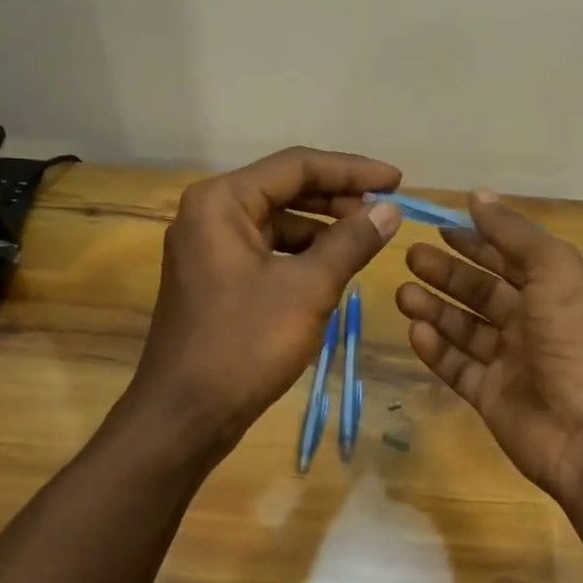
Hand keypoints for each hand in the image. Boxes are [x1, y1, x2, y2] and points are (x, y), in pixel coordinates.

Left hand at [125, 147, 403, 463]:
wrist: (184, 417)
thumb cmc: (244, 345)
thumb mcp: (308, 289)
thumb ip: (352, 241)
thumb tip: (390, 209)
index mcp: (222, 201)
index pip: (297, 165)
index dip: (352, 169)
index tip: (397, 180)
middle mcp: (210, 212)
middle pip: (285, 187)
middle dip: (339, 196)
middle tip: (386, 209)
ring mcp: (209, 246)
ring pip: (278, 219)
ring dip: (323, 226)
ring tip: (367, 238)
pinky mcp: (215, 276)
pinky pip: (267, 248)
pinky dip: (302, 252)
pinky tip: (334, 266)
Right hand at [394, 190, 582, 501]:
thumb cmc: (575, 340)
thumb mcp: (553, 271)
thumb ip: (513, 233)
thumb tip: (477, 194)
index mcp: (552, 291)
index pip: (508, 257)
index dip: (476, 240)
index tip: (439, 226)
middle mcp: (531, 323)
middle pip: (480, 291)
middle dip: (447, 273)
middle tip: (410, 257)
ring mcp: (509, 362)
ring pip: (463, 328)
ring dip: (434, 308)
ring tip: (403, 293)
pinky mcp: (490, 396)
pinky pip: (456, 367)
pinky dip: (436, 349)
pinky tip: (416, 331)